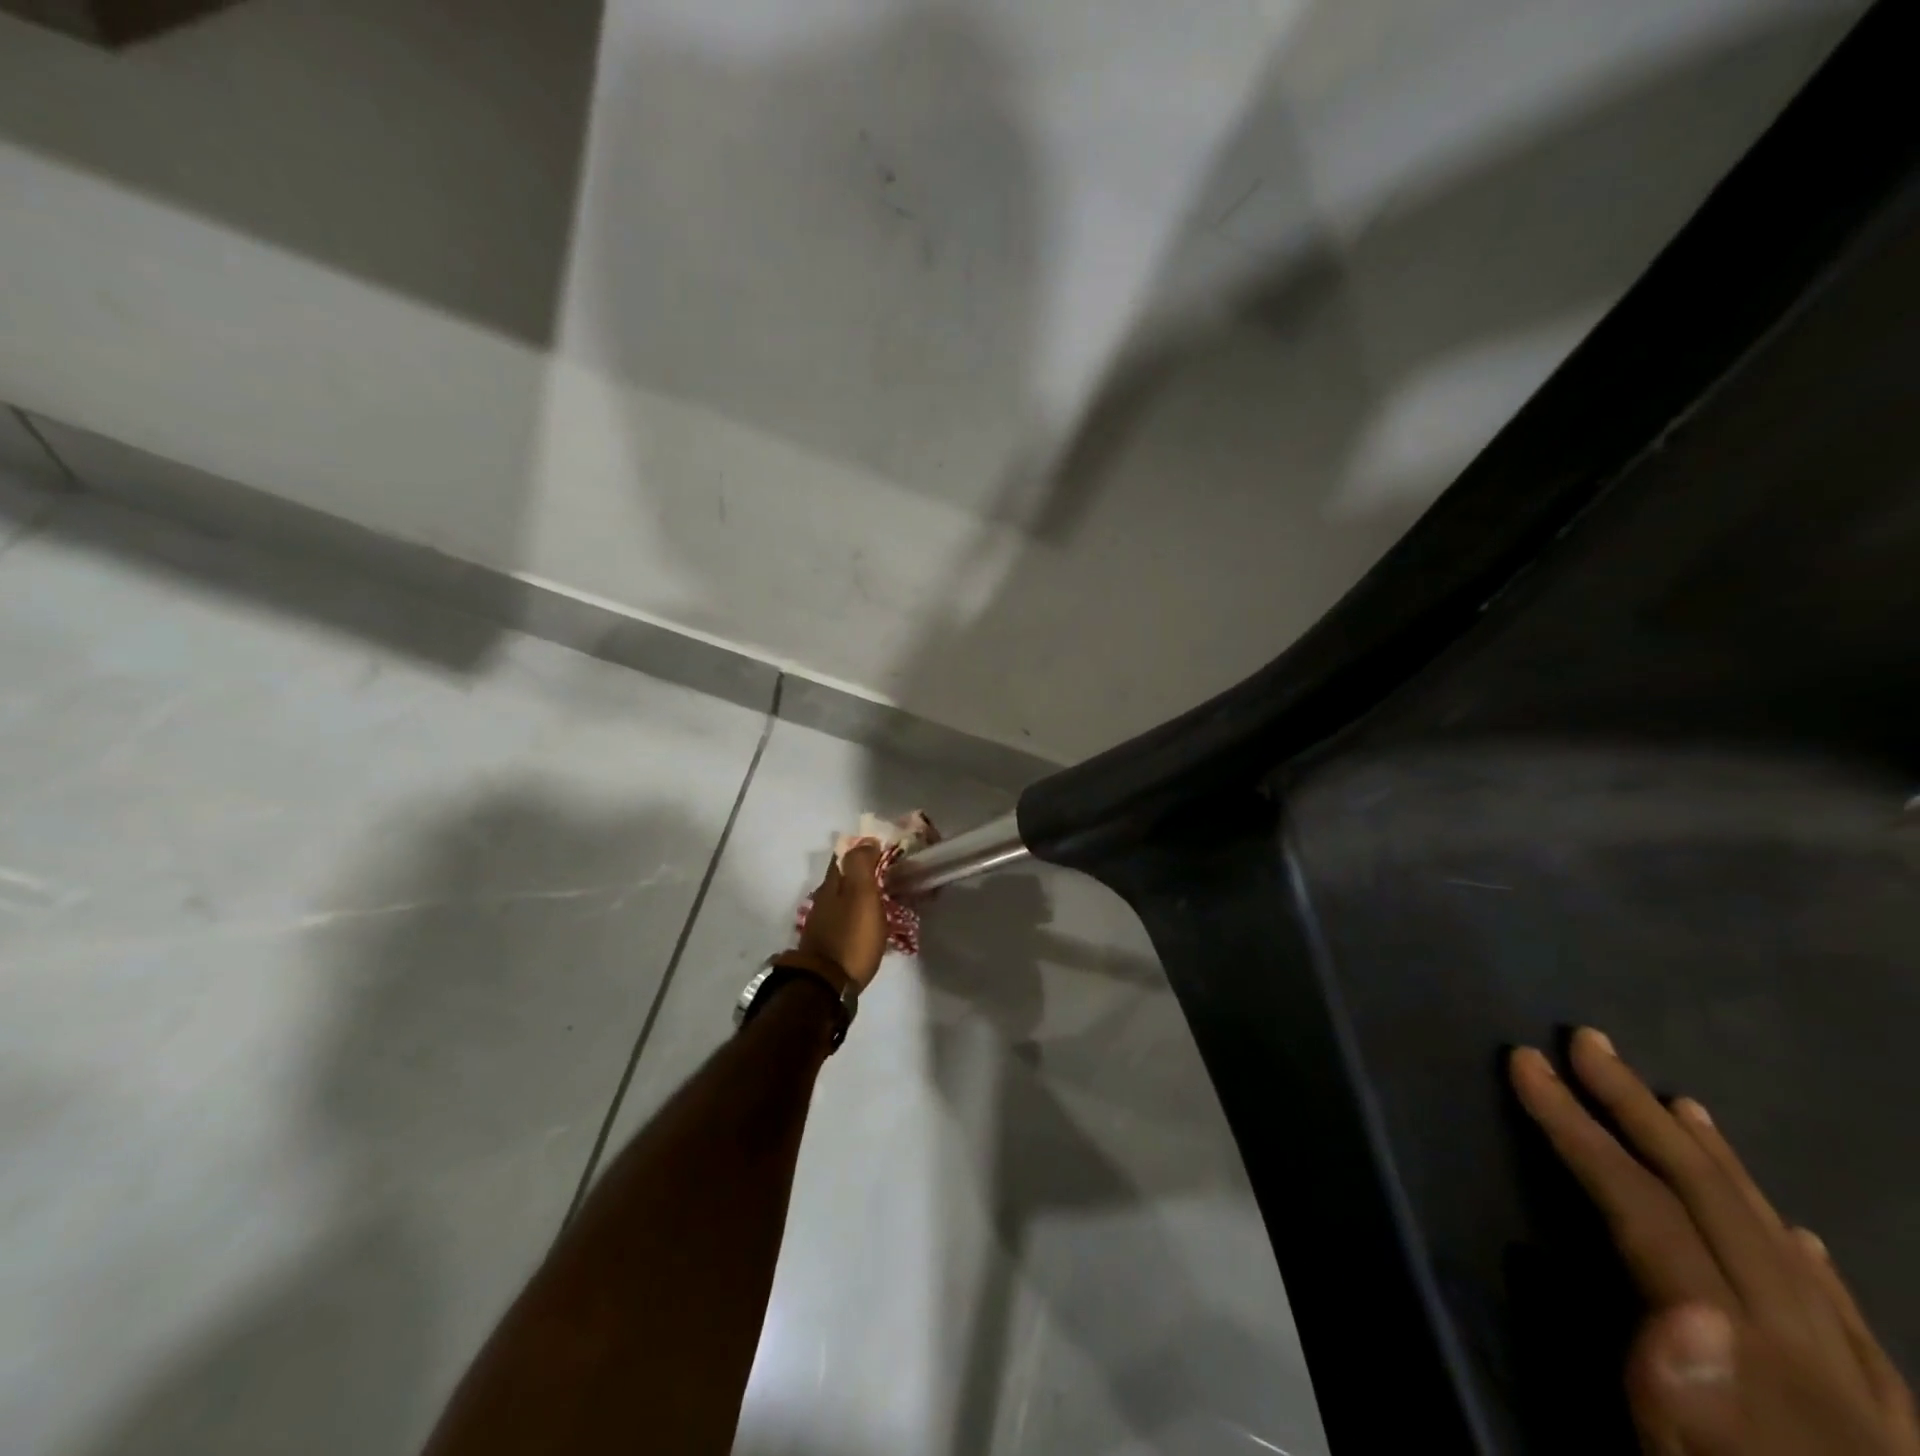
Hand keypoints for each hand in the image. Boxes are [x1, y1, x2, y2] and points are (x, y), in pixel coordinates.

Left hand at [793, 843, 886, 989]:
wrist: (826, 985)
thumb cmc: (851, 937)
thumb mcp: (861, 895)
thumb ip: (862, 864)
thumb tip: (866, 839)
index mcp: (832, 884)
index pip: (845, 855)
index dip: (863, 848)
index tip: (886, 849)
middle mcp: (824, 899)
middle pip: (844, 877)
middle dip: (865, 872)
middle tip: (892, 874)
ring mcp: (824, 922)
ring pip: (845, 899)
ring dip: (863, 895)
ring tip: (887, 898)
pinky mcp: (829, 943)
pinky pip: (848, 919)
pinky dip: (860, 915)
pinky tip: (873, 923)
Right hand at [1511, 1029, 1917, 1455]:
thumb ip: (1685, 1412)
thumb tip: (1679, 1310)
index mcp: (1753, 1370)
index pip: (1649, 1217)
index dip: (1581, 1131)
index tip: (1525, 1064)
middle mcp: (1818, 1366)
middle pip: (1722, 1211)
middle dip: (1640, 1113)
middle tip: (1587, 1042)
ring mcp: (1870, 1401)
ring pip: (1786, 1251)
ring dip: (1719, 1165)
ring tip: (1678, 1103)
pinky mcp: (1893, 1436)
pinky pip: (1851, 1327)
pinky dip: (1805, 1262)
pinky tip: (1795, 1236)